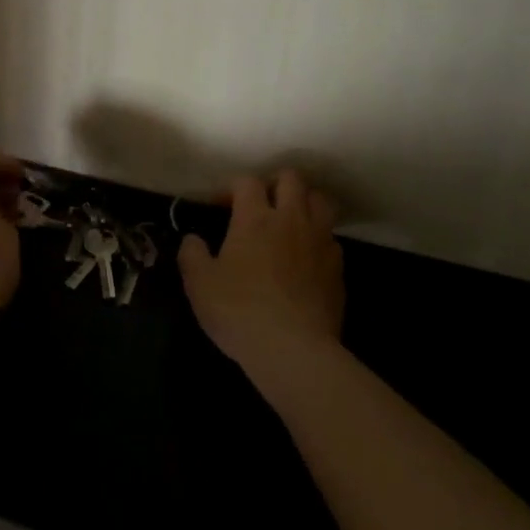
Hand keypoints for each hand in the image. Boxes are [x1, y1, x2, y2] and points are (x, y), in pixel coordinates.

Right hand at [179, 169, 343, 376]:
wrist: (294, 350)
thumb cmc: (240, 311)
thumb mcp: (199, 284)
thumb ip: (191, 254)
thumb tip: (193, 239)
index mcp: (255, 217)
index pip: (247, 181)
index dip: (232, 188)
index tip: (221, 207)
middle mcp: (291, 219)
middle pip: (291, 178)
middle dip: (274, 184)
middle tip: (261, 205)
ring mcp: (319, 242)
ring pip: (320, 201)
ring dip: (304, 203)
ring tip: (290, 222)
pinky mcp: (338, 269)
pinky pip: (331, 238)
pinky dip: (319, 239)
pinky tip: (307, 257)